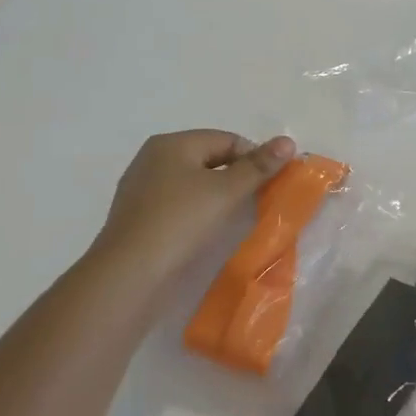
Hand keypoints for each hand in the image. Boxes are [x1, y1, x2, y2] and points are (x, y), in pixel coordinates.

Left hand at [84, 130, 296, 289]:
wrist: (128, 275)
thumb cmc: (180, 222)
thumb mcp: (226, 191)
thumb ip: (258, 166)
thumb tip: (288, 141)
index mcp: (172, 143)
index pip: (227, 139)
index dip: (254, 158)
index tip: (270, 184)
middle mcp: (152, 158)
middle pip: (209, 159)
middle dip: (236, 177)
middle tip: (256, 201)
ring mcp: (141, 188)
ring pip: (192, 183)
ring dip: (217, 196)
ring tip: (233, 218)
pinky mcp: (137, 217)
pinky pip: (177, 204)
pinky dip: (196, 212)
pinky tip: (205, 231)